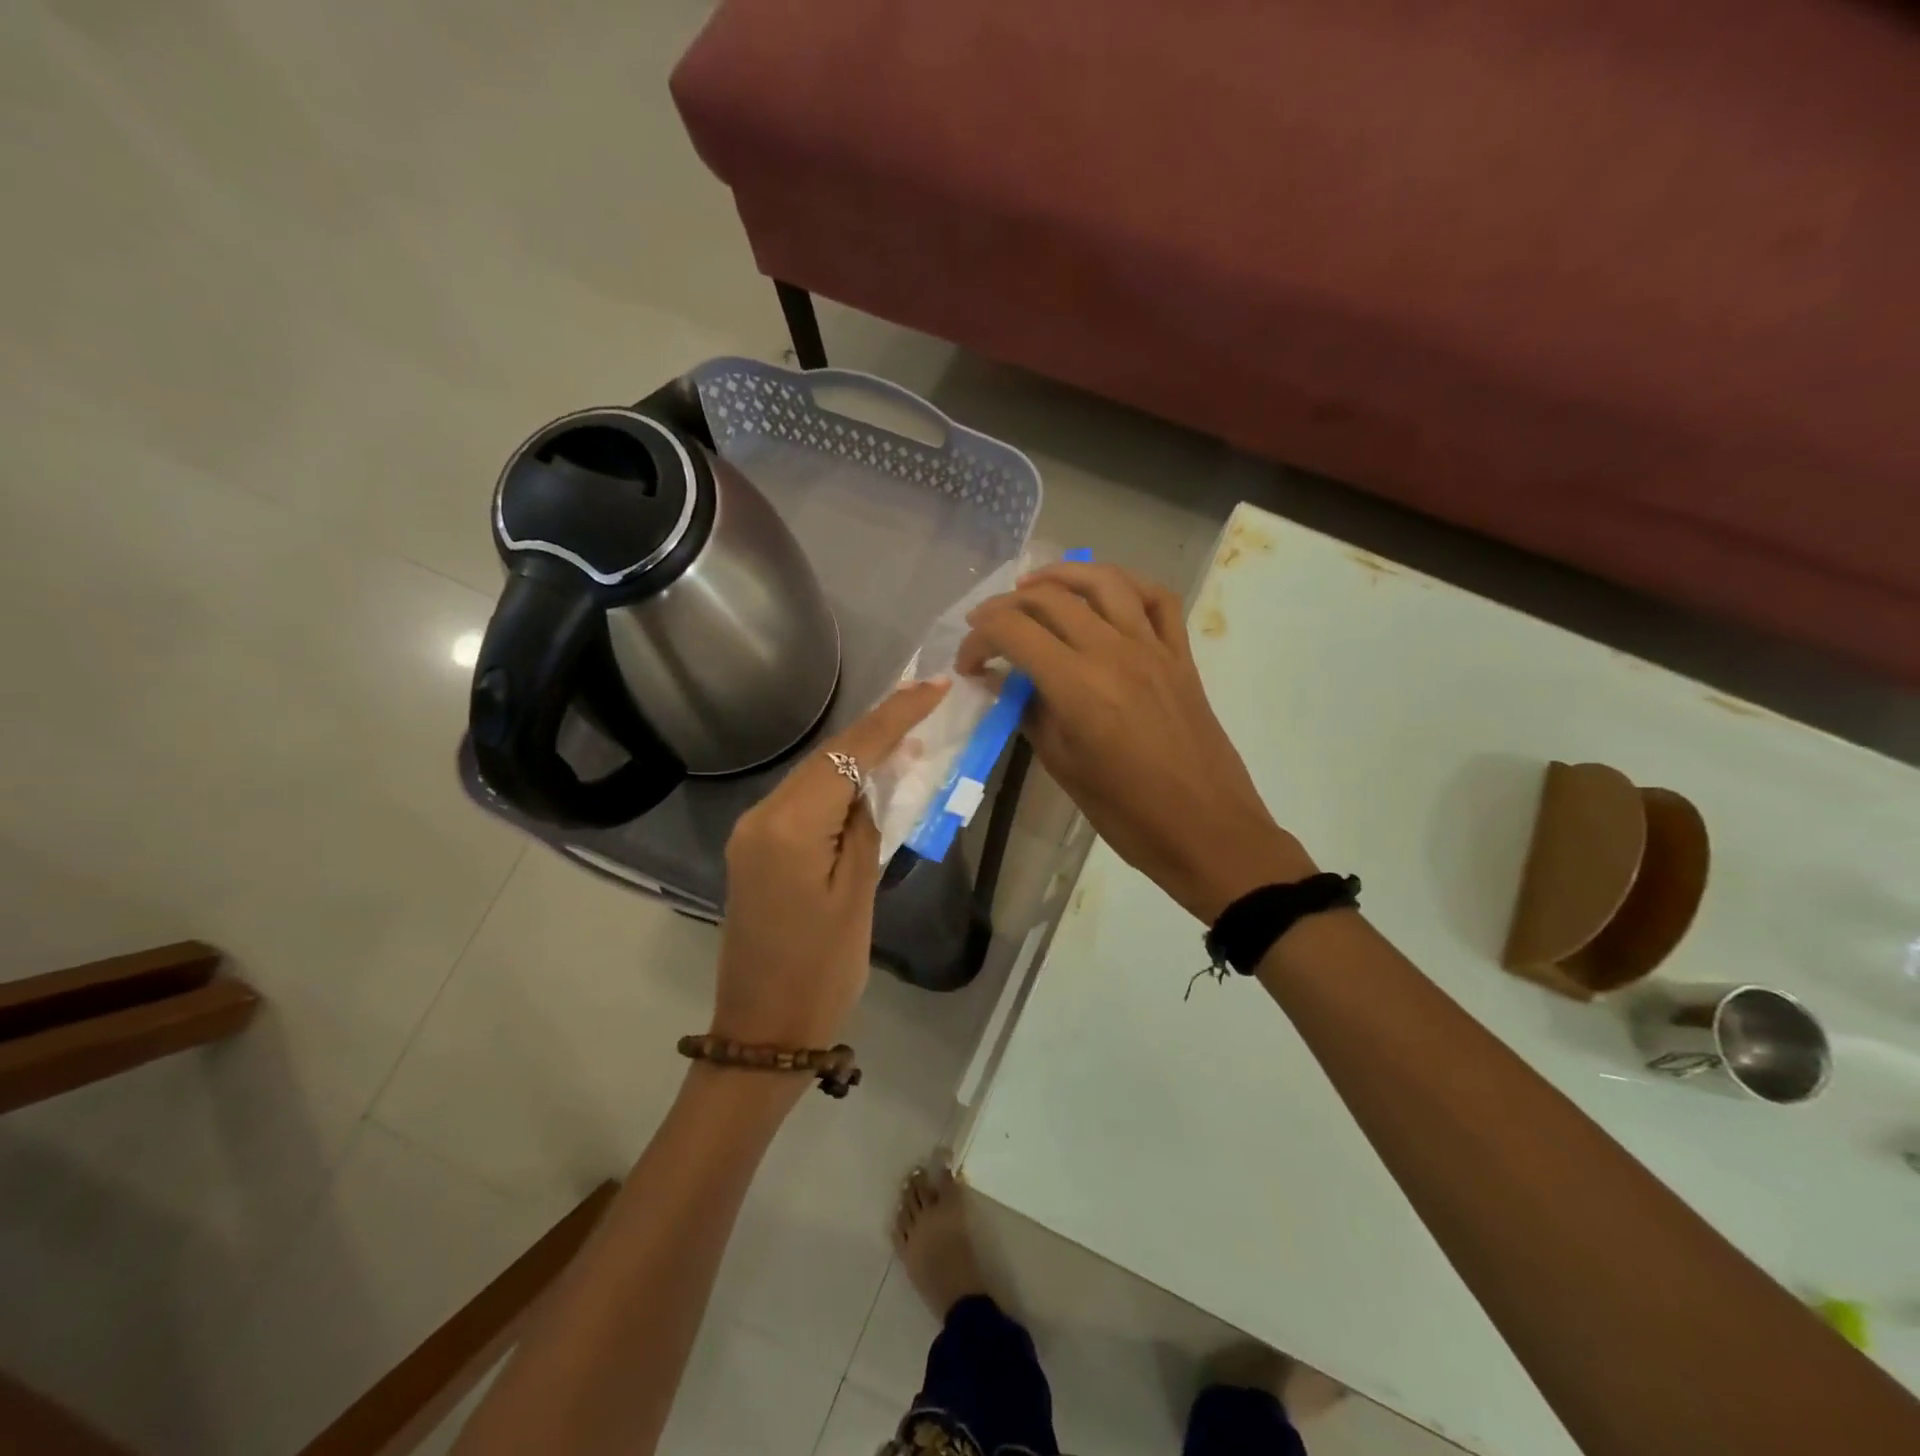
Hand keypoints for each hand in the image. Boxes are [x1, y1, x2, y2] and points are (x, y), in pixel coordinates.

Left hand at [713, 679, 949, 1049]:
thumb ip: (865, 826)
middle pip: (826, 757)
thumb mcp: (858, 895)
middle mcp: (761, 816)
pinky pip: (802, 801)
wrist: (763, 1032)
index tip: (933, 687)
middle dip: (877, 727)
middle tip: (926, 700)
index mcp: (788, 826)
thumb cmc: (822, 972)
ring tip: (908, 732)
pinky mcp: (755, 849)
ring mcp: (752, 832)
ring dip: (858, 755)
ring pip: (813, 776)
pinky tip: (868, 780)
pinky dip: (837, 786)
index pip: (848, 755)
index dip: (894, 717)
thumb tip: (872, 782)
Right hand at [956, 562, 1312, 921]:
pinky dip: (1125, 584)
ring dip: (1061, 575)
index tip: (968, 663)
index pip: (1014, 631)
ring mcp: (1153, 647)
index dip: (979, 639)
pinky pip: (1157, 599)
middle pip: (1050, 599)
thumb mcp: (1063, 766)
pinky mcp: (1181, 655)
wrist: (1206, 830)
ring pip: (1104, 581)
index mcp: (1078, 686)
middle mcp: (1114, 652)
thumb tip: (1006, 684)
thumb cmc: (1127, 812)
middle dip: (1006, 605)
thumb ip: (1031, 714)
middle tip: (987, 626)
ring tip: (1034, 586)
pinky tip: (1103, 594)